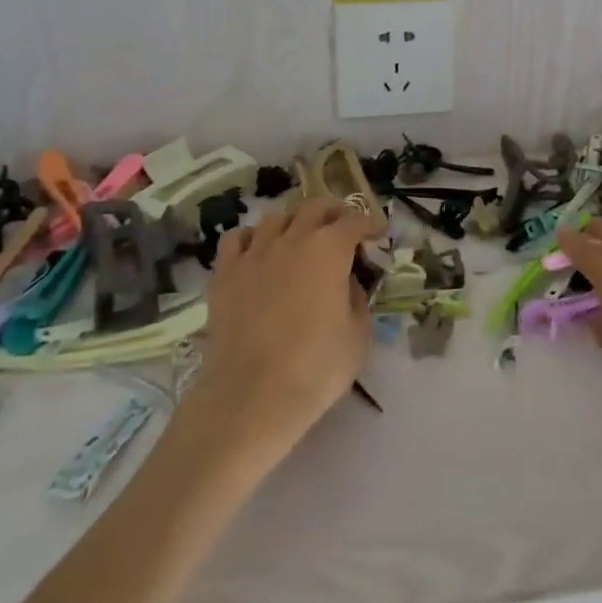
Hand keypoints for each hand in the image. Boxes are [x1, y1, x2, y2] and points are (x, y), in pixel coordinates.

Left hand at [178, 197, 373, 467]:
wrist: (251, 396)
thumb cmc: (316, 367)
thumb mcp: (358, 334)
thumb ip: (357, 298)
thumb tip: (347, 283)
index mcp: (330, 249)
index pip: (354, 220)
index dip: (369, 225)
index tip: (376, 236)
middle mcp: (292, 239)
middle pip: (314, 206)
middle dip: (333, 213)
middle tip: (341, 231)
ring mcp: (254, 253)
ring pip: (275, 217)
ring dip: (293, 223)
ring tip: (299, 240)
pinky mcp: (225, 273)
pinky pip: (237, 238)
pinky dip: (251, 238)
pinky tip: (258, 253)